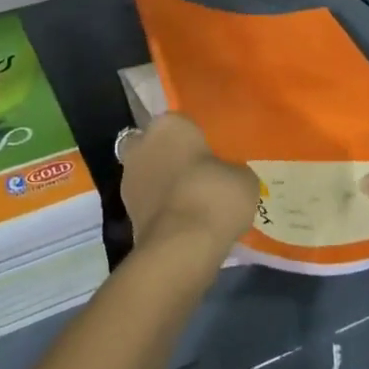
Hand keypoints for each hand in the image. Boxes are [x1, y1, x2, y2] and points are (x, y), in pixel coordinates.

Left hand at [118, 117, 257, 269]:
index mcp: (168, 124)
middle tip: (197, 176)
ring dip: (163, 184)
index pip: (182, 123)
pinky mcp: (126, 212)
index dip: (196, 139)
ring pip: (149, 174)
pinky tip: (182, 222)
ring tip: (191, 203)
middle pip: (157, 145)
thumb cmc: (213, 195)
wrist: (181, 246)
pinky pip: (149, 202)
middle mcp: (142, 143)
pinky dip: (161, 209)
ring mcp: (129, 178)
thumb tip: (228, 176)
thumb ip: (232, 169)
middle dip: (171, 157)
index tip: (211, 155)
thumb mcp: (243, 178)